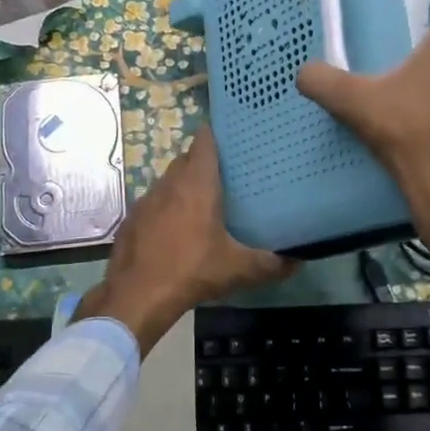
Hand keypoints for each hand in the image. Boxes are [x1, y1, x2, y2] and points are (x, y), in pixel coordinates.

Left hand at [77, 126, 294, 355]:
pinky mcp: (131, 220)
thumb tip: (298, 261)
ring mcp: (146, 201)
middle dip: (200, 163)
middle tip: (222, 176)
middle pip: (185, 160)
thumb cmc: (193, 270)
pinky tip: (172, 231)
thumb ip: (270, 264)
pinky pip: (151, 205)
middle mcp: (169, 184)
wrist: (138, 294)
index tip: (228, 139)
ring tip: (199, 204)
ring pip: (166, 182)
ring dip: (181, 187)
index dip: (214, 135)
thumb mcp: (238, 269)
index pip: (204, 142)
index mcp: (197, 184)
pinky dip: (162, 210)